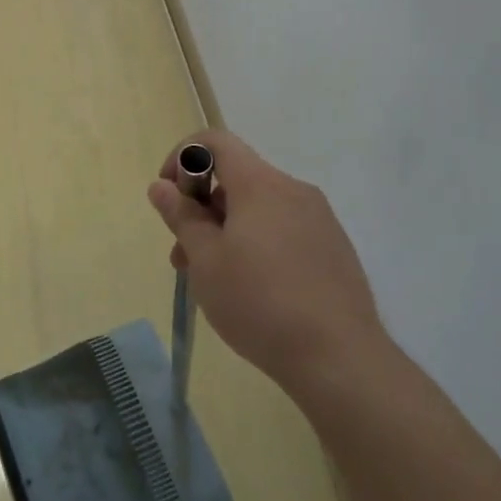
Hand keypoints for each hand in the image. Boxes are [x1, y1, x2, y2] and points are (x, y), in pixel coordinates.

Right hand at [147, 132, 384, 401]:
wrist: (339, 358)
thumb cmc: (259, 302)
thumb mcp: (205, 260)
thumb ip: (181, 216)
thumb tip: (161, 186)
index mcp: (261, 184)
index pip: (215, 141)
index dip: (183, 156)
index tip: (168, 194)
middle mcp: (293, 190)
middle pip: (236, 179)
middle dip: (202, 207)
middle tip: (183, 255)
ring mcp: (319, 219)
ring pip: (259, 208)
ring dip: (227, 230)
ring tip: (212, 280)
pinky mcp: (333, 248)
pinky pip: (284, 229)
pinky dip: (257, 243)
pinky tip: (253, 290)